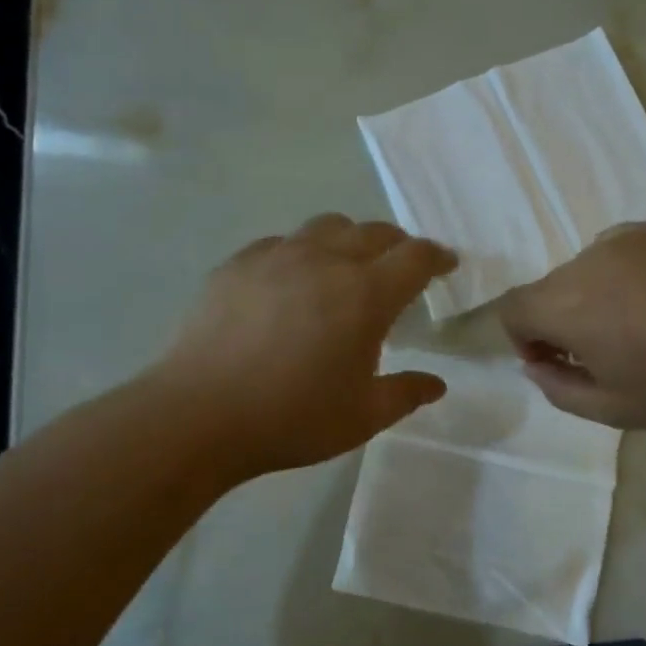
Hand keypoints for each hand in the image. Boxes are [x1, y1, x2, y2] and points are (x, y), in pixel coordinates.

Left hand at [160, 214, 457, 476]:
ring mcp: (277, 256)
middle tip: (402, 267)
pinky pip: (281, 242)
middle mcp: (325, 261)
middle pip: (374, 232)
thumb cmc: (292, 418)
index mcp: (365, 295)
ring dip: (350, 239)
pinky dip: (302, 252)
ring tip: (347, 266)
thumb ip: (406, 394)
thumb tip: (437, 384)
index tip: (447, 264)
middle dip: (397, 245)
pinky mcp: (238, 264)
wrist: (199, 415)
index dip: (437, 257)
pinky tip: (291, 281)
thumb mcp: (362, 417)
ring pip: (326, 226)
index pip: (415, 257)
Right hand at [497, 223, 645, 428]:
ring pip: (587, 267)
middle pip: (550, 288)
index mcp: (569, 305)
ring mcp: (630, 237)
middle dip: (560, 320)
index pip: (513, 308)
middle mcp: (589, 259)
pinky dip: (626, 274)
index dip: (523, 339)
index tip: (557, 362)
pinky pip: (623, 251)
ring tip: (641, 323)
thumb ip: (558, 388)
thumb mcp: (613, 409)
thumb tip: (536, 364)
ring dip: (594, 295)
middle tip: (602, 351)